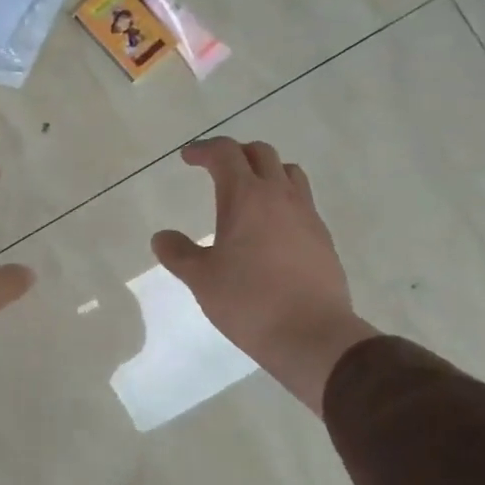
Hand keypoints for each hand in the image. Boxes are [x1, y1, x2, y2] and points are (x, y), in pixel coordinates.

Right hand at [152, 138, 377, 413]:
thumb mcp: (201, 279)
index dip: (204, 150)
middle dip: (235, 154)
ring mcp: (307, 215)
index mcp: (246, 196)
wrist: (313, 334)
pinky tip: (271, 228)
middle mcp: (280, 196)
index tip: (188, 158)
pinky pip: (302, 202)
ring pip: (289, 173)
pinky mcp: (323, 238)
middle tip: (216, 169)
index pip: (225, 153)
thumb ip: (178, 253)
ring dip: (266, 171)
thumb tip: (161, 237)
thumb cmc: (249, 301)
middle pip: (260, 154)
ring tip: (249, 191)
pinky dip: (283, 200)